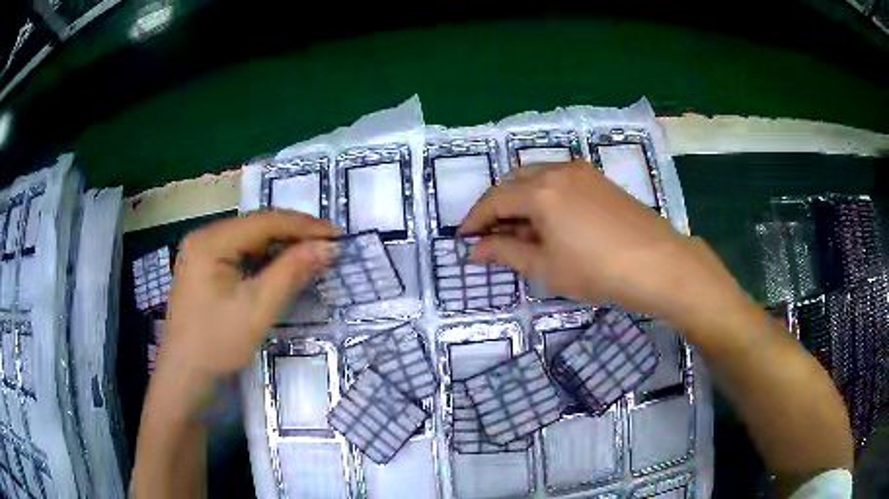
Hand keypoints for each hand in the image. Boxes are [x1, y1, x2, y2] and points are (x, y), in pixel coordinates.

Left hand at [162, 211, 338, 374]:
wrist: (185, 381)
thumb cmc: (217, 345)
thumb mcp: (258, 308)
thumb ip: (292, 272)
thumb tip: (328, 246)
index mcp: (211, 240)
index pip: (264, 222)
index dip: (304, 226)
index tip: (338, 235)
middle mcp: (204, 238)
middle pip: (256, 228)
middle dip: (294, 236)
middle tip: (328, 246)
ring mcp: (202, 255)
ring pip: (250, 242)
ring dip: (281, 248)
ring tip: (312, 256)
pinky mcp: (205, 272)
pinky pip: (241, 257)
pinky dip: (265, 262)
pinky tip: (283, 270)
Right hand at [459, 161, 749, 331]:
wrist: (657, 263)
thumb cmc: (597, 271)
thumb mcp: (546, 267)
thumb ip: (506, 253)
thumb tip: (475, 250)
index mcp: (540, 191)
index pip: (494, 200)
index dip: (475, 219)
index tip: (463, 237)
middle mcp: (558, 170)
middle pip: (514, 181)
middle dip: (497, 206)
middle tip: (491, 235)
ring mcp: (582, 171)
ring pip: (538, 177)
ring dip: (521, 199)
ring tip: (520, 230)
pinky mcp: (599, 178)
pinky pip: (560, 180)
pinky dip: (544, 196)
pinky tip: (550, 220)